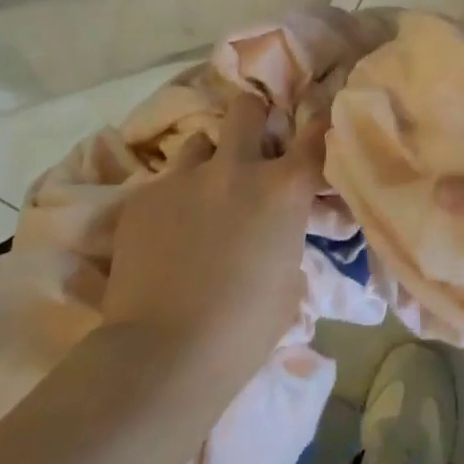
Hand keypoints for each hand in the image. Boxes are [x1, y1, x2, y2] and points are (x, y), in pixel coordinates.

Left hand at [102, 91, 324, 386]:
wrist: (162, 355)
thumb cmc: (242, 331)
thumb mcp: (288, 281)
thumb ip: (285, 235)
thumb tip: (275, 227)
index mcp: (282, 189)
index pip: (315, 135)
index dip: (320, 126)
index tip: (317, 127)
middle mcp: (235, 167)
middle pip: (246, 109)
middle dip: (252, 121)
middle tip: (250, 149)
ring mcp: (184, 177)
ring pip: (199, 143)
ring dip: (208, 163)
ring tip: (201, 197)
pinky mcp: (143, 195)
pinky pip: (164, 183)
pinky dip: (172, 200)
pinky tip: (165, 236)